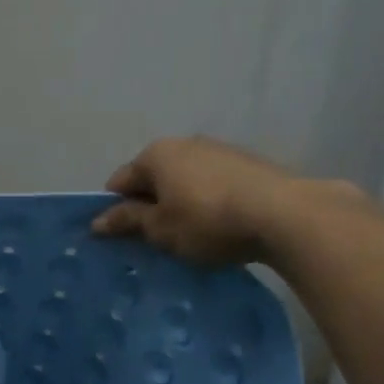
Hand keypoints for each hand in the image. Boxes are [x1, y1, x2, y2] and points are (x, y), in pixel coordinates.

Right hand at [91, 137, 305, 264]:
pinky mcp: (249, 164)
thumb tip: (97, 221)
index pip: (120, 181)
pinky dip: (207, 202)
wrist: (285, 214)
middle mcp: (185, 143)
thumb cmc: (207, 220)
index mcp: (156, 154)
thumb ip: (128, 221)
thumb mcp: (160, 229)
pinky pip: (214, 184)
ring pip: (185, 180)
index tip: (120, 237)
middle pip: (154, 177)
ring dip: (180, 203)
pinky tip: (219, 226)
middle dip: (149, 204)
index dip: (115, 209)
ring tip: (189, 236)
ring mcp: (220, 150)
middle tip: (153, 239)